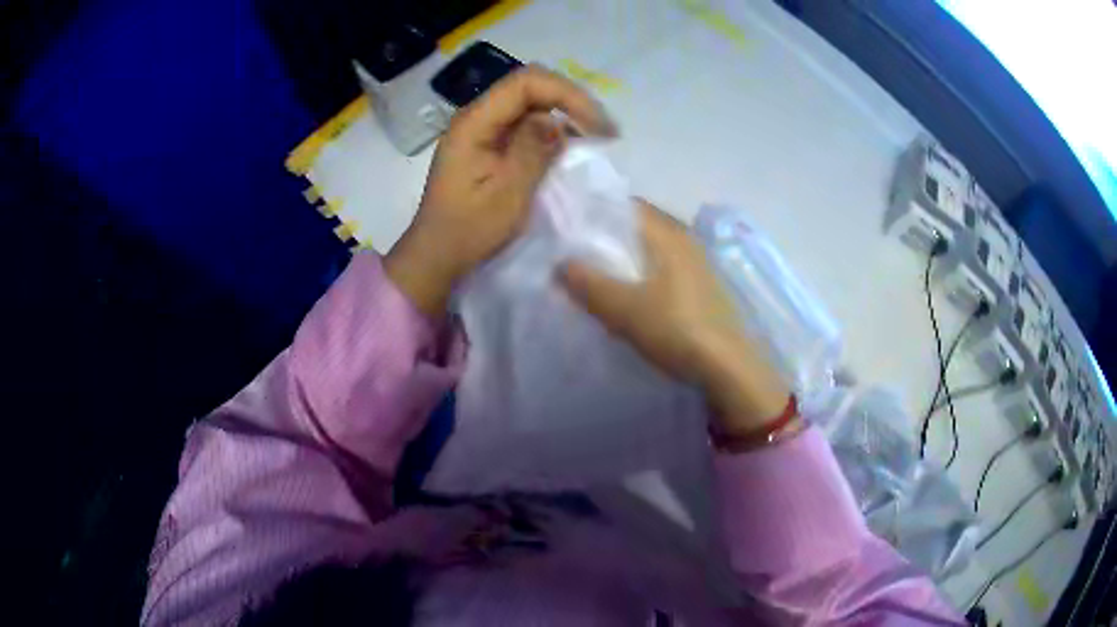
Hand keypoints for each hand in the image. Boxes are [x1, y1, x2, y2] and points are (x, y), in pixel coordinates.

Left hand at [385, 65, 618, 317]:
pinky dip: (551, 129)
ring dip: (564, 113)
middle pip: (529, 86)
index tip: (597, 125)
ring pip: (531, 102)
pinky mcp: (489, 143)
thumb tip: (557, 121)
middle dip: (570, 101)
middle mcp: (477, 116)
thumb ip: (532, 151)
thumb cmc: (469, 231)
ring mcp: (482, 129)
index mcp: (474, 123)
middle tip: (603, 130)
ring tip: (594, 137)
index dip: (567, 94)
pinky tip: (570, 146)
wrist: (438, 255)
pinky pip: (525, 123)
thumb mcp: (507, 195)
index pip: (525, 83)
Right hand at [558, 201, 791, 436]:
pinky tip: (634, 296)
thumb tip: (561, 263)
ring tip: (601, 275)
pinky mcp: (704, 289)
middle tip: (579, 253)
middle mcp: (687, 241)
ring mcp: (699, 265)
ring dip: (629, 258)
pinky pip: (667, 270)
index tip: (569, 228)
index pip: (628, 206)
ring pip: (655, 250)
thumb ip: (588, 283)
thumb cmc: (675, 329)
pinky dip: (646, 275)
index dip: (597, 212)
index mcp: (669, 235)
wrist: (727, 368)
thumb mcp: (623, 308)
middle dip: (610, 237)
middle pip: (642, 227)